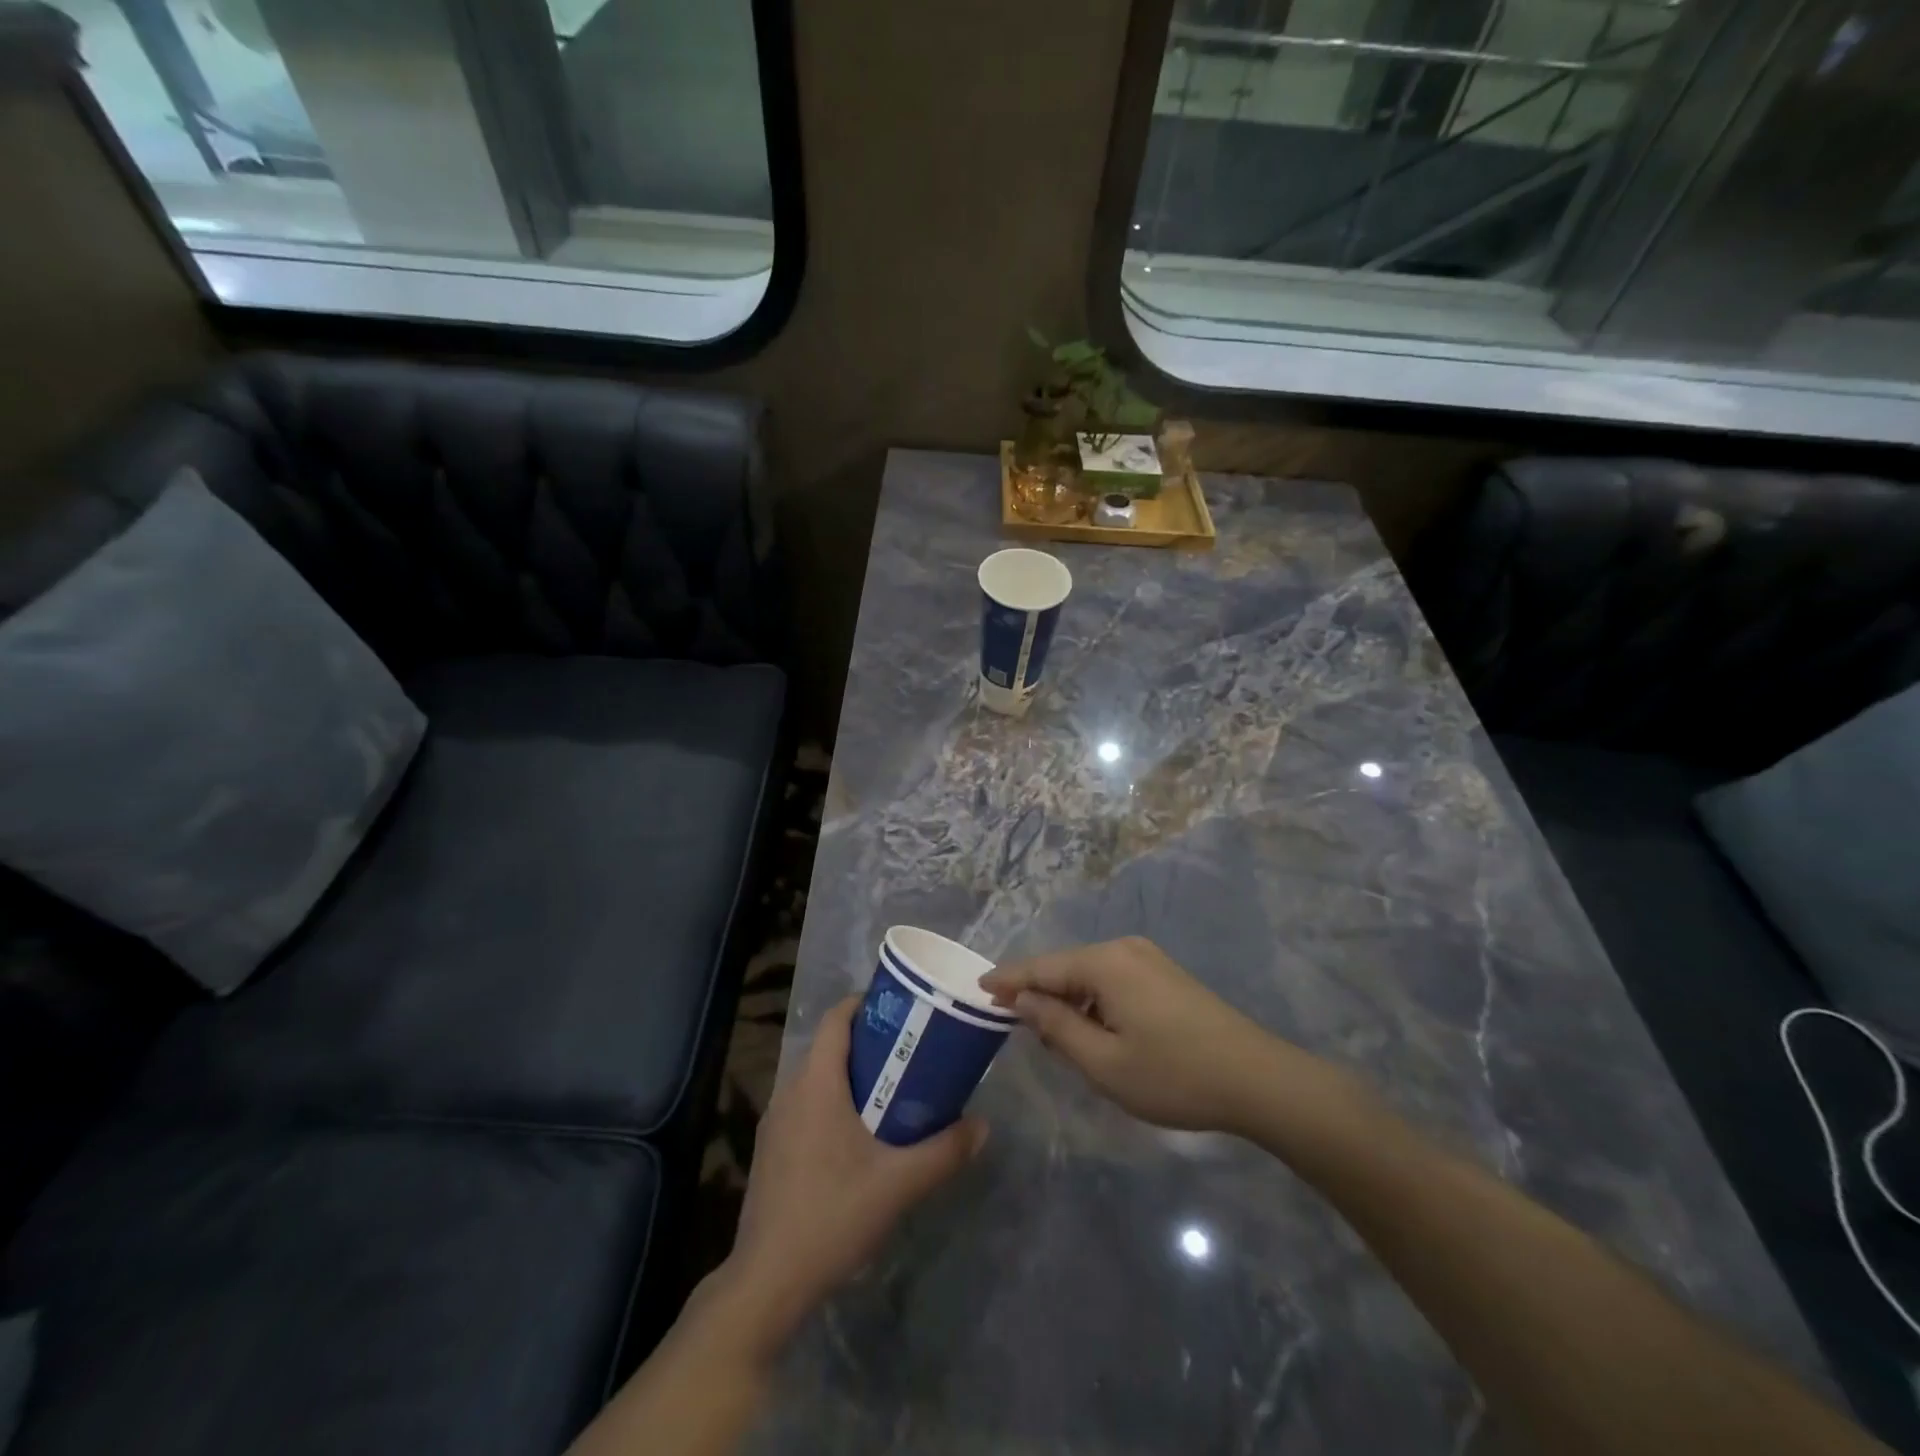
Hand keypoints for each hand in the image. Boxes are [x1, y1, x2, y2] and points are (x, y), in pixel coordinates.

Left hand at [718, 996, 986, 1348]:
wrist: (767, 1282)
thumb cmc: (833, 1215)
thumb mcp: (899, 1183)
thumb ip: (945, 1151)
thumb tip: (983, 1126)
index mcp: (816, 1083)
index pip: (835, 1019)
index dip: (864, 1004)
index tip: (899, 1008)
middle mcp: (790, 1092)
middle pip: (828, 1047)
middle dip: (867, 1042)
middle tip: (909, 1051)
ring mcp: (775, 1123)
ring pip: (816, 1079)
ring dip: (850, 1076)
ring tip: (892, 1090)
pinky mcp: (770, 1151)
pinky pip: (805, 1107)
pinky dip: (832, 1103)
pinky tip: (858, 1137)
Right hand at [981, 936, 1348, 1135]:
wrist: (1258, 1079)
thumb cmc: (1174, 1075)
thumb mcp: (1104, 1062)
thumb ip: (1056, 1027)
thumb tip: (1022, 1000)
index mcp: (1105, 963)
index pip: (1042, 967)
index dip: (1008, 980)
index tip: (978, 990)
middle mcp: (1124, 949)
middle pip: (1065, 967)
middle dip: (1038, 994)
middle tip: (1014, 1027)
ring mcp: (1148, 959)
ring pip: (1089, 975)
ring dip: (1068, 1002)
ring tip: (1053, 1039)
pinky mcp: (1164, 975)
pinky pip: (1112, 980)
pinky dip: (1093, 1002)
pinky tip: (1093, 1031)